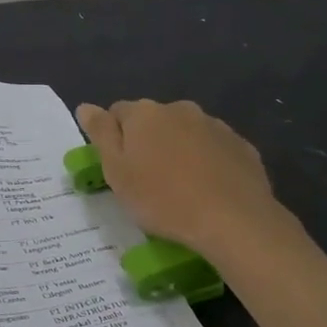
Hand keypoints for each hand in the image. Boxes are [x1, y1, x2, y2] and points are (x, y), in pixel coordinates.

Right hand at [74, 100, 292, 259]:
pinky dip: (207, 162)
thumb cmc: (162, 198)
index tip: (118, 167)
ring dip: (178, 150)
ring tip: (180, 187)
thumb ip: (101, 134)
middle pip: (154, 121)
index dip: (113, 138)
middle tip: (147, 180)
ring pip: (186, 133)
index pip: (118, 113)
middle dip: (148, 141)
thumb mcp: (117, 171)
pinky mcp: (241, 146)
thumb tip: (86, 106)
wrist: (233, 220)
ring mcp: (215, 125)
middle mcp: (180, 109)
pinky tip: (208, 190)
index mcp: (145, 113)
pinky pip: (214, 149)